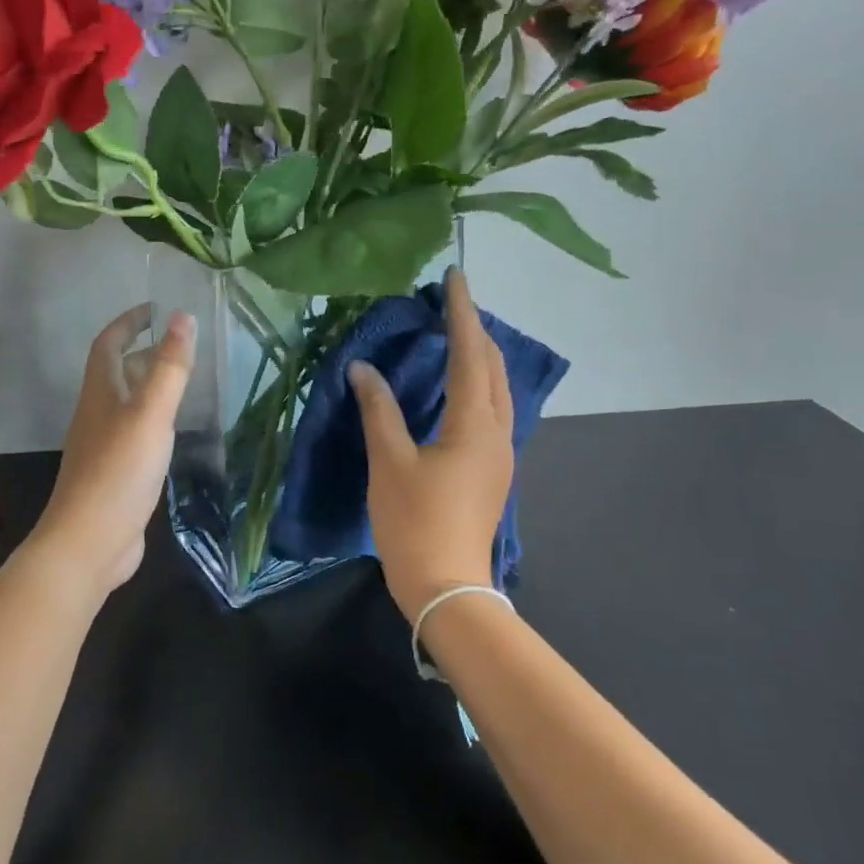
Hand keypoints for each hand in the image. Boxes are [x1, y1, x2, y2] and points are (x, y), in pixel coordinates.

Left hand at [32, 304, 195, 599]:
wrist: (90, 542)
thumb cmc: (118, 472)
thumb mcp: (150, 415)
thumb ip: (169, 368)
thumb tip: (182, 316)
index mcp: (100, 393)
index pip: (109, 344)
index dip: (128, 322)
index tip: (155, 308)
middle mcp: (98, 414)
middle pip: (117, 372)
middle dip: (144, 352)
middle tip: (180, 344)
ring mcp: (104, 446)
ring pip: (127, 404)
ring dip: (150, 386)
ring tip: (183, 381)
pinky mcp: (116, 474)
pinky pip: (135, 433)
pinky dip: (154, 421)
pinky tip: (173, 432)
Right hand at [350, 269, 514, 621]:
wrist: (446, 587)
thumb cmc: (415, 522)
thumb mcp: (389, 463)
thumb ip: (378, 411)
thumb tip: (364, 369)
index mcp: (475, 425)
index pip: (470, 354)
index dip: (462, 312)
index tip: (455, 277)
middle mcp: (498, 433)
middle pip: (494, 368)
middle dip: (476, 330)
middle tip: (451, 304)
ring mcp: (500, 455)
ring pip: (498, 391)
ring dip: (480, 357)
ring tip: (456, 335)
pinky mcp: (492, 471)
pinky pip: (492, 411)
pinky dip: (478, 385)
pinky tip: (458, 388)